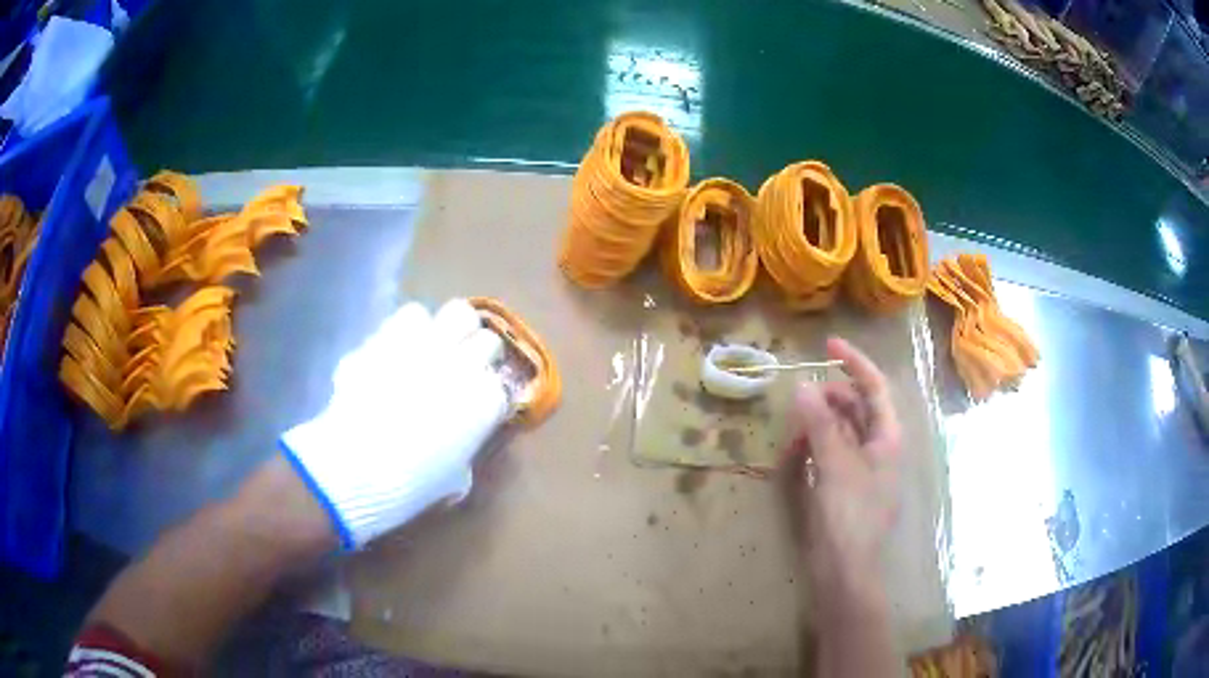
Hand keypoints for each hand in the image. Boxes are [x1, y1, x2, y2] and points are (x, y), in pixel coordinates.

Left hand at [282, 299, 508, 548]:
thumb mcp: (454, 480)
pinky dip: (411, 327)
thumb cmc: (412, 483)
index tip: (477, 406)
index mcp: (487, 401)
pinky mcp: (392, 334)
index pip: (503, 386)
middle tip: (462, 369)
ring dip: (450, 331)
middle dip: (479, 354)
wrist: (358, 464)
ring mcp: (429, 344)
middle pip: (489, 340)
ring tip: (435, 347)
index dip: (488, 395)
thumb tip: (460, 446)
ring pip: (459, 312)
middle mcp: (466, 364)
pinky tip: (400, 346)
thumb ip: (464, 453)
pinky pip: (412, 314)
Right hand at [782, 337, 901, 591]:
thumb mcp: (835, 466)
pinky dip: (814, 447)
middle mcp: (878, 447)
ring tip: (795, 430)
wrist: (845, 569)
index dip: (855, 362)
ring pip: (841, 429)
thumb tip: (802, 386)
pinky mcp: (844, 484)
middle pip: (856, 407)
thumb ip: (820, 424)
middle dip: (830, 397)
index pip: (875, 388)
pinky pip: (830, 452)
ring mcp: (861, 467)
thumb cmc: (849, 516)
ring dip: (818, 423)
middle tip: (801, 396)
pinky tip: (795, 454)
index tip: (828, 344)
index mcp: (888, 437)